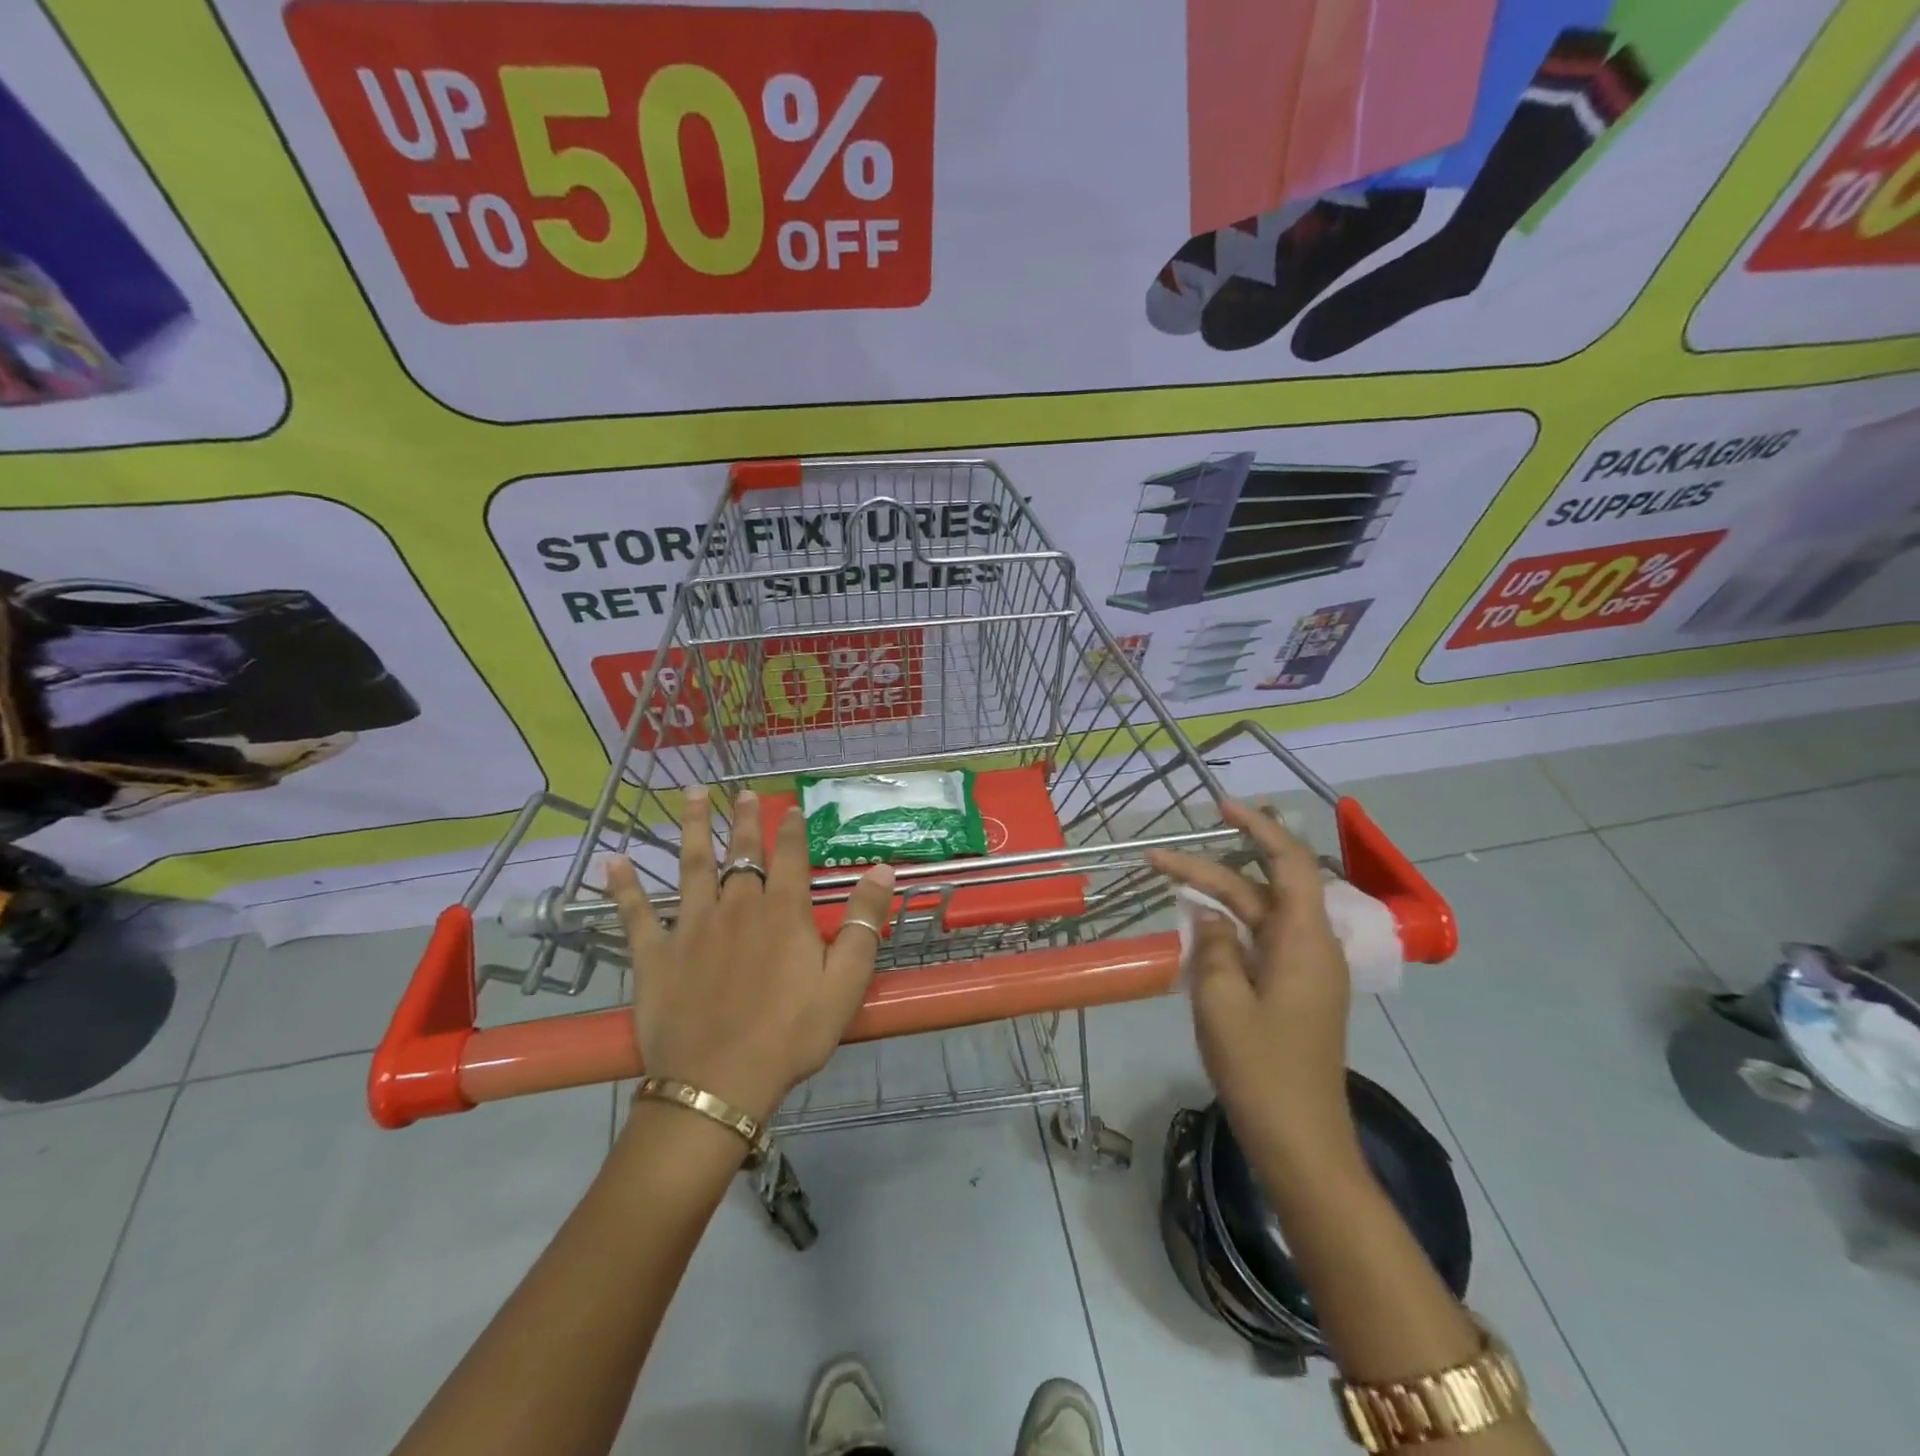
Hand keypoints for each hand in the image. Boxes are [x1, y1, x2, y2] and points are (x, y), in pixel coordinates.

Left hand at [606, 786, 895, 1123]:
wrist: (718, 1083)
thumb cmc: (790, 1035)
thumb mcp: (845, 983)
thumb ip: (863, 923)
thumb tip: (883, 868)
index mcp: (781, 912)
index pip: (790, 857)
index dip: (792, 829)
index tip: (791, 807)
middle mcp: (736, 906)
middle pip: (741, 853)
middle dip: (744, 820)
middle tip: (742, 792)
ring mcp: (690, 927)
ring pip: (692, 866)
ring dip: (692, 828)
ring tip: (693, 795)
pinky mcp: (655, 955)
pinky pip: (636, 914)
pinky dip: (624, 888)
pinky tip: (614, 862)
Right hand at [1150, 800, 1359, 1166]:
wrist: (1301, 1144)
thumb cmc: (1262, 1070)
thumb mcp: (1221, 1001)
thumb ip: (1212, 945)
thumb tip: (1208, 914)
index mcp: (1305, 941)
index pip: (1289, 862)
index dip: (1258, 827)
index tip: (1220, 806)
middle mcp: (1312, 947)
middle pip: (1263, 889)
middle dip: (1212, 868)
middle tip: (1158, 858)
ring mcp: (1305, 971)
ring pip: (1258, 916)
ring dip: (1217, 898)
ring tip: (1169, 884)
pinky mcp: (1294, 992)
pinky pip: (1259, 944)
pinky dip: (1227, 929)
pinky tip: (1196, 930)